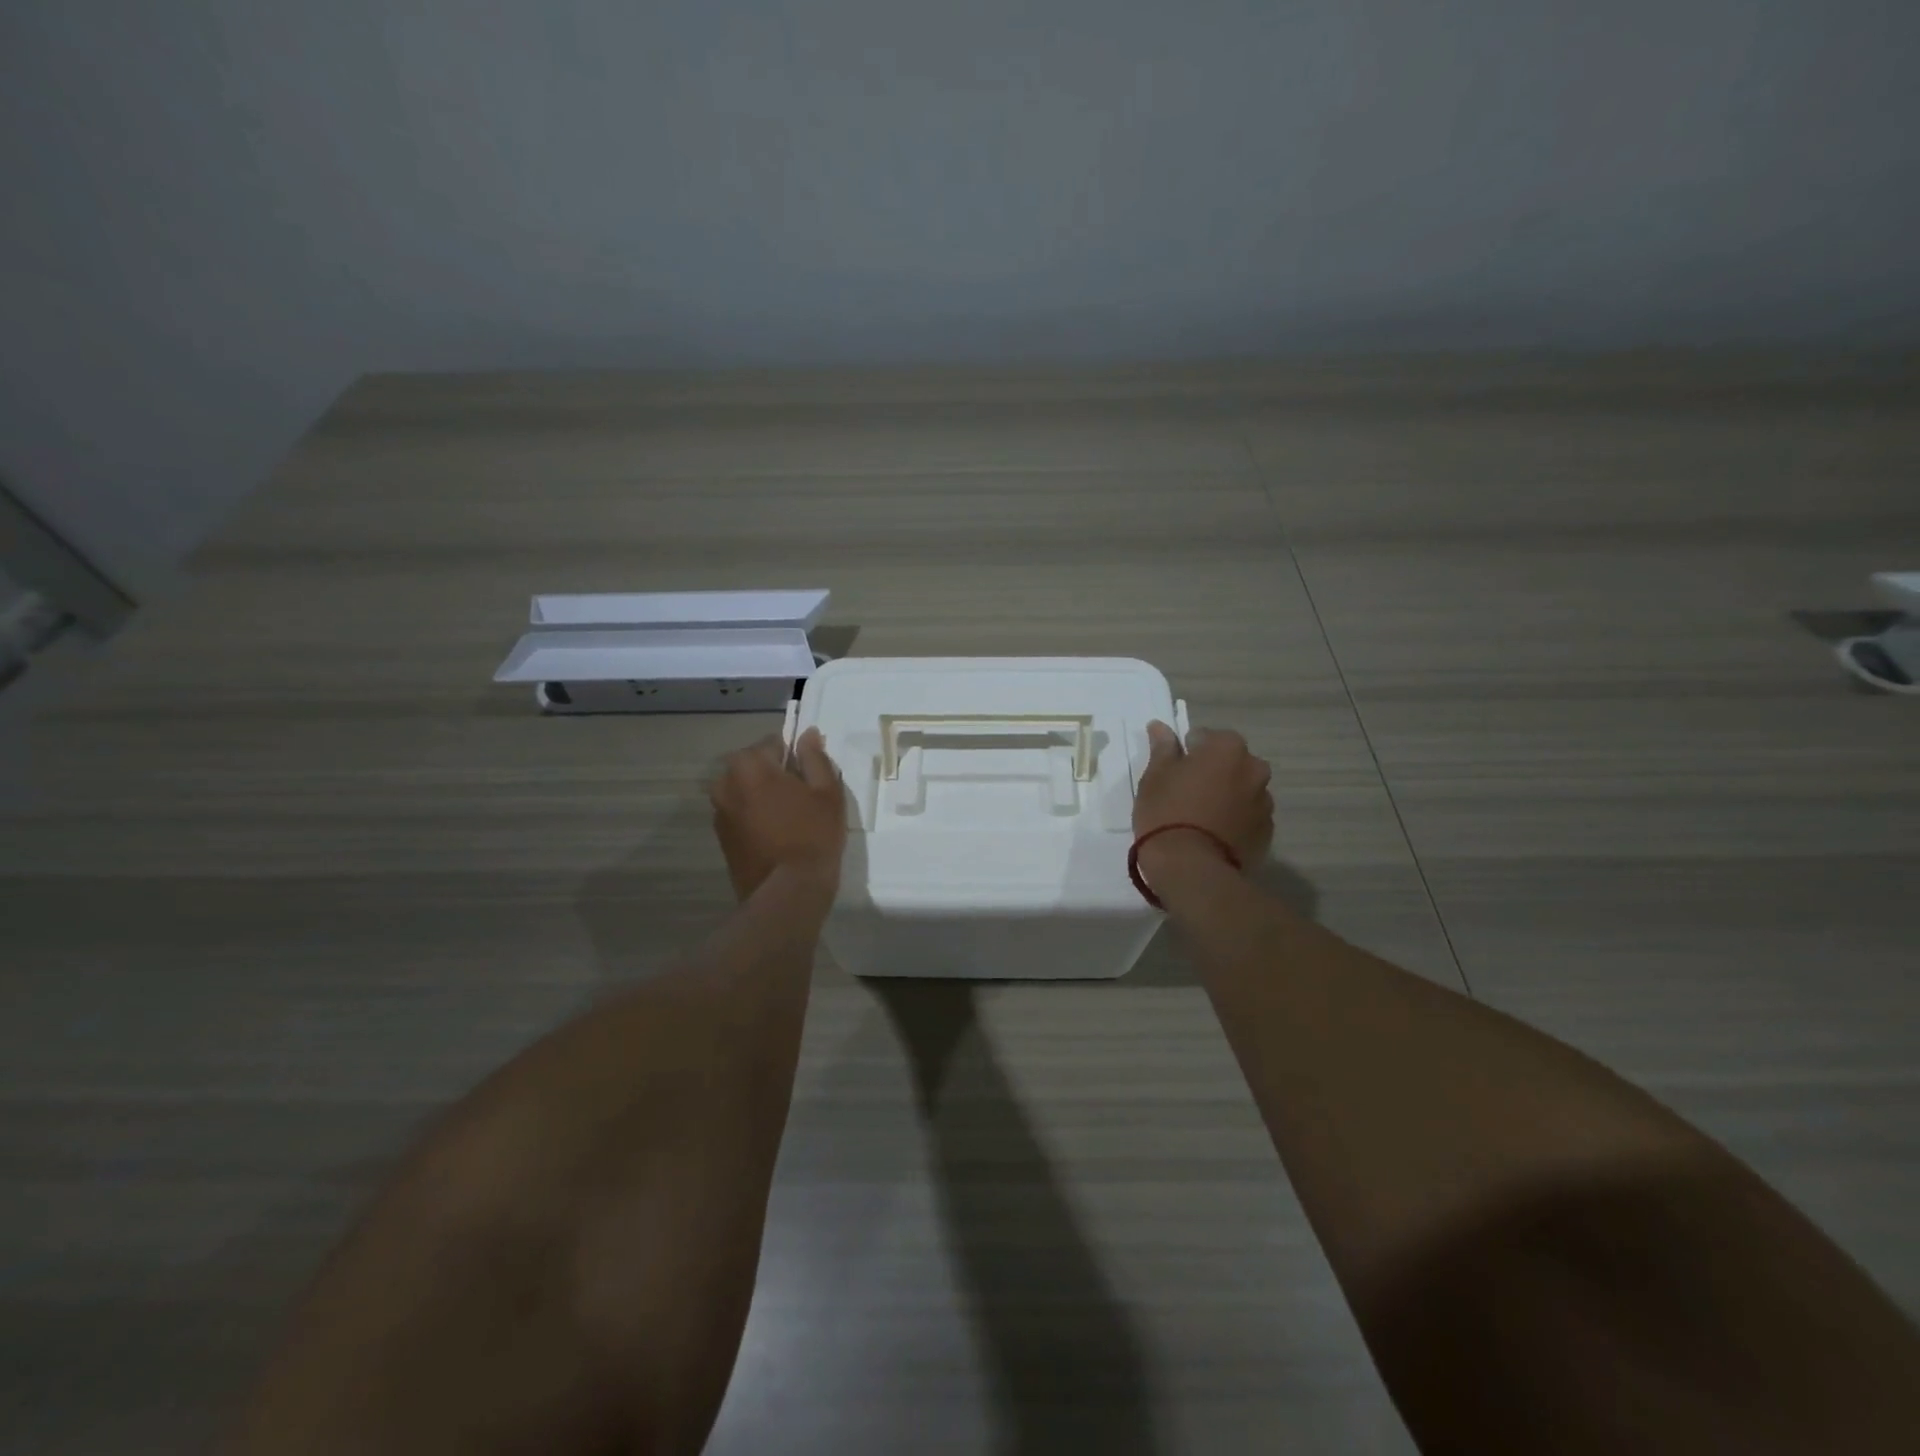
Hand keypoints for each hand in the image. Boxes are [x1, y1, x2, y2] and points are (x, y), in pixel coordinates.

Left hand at [709, 728, 847, 900]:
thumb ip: (815, 758)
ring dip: (763, 795)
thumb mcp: (827, 792)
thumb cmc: (812, 835)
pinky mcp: (720, 836)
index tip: (810, 776)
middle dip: (775, 774)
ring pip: (745, 789)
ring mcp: (718, 811)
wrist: (787, 891)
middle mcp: (725, 782)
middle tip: (803, 797)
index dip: (795, 756)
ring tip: (790, 817)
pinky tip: (777, 834)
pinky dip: (755, 815)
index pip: (773, 743)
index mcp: (749, 764)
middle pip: (754, 765)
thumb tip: (807, 734)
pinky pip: (740, 812)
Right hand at [1133, 721, 1272, 876]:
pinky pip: (1248, 817)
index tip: (1172, 772)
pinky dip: (1235, 820)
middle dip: (1212, 772)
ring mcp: (1265, 803)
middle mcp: (1254, 769)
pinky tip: (1213, 836)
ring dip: (1226, 795)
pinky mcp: (1267, 833)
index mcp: (1228, 748)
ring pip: (1242, 790)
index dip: (1186, 753)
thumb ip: (1163, 748)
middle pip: (1230, 762)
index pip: (1205, 737)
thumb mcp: (1155, 776)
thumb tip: (1160, 726)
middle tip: (1186, 793)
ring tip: (1201, 818)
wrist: (1191, 868)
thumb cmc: (1167, 812)